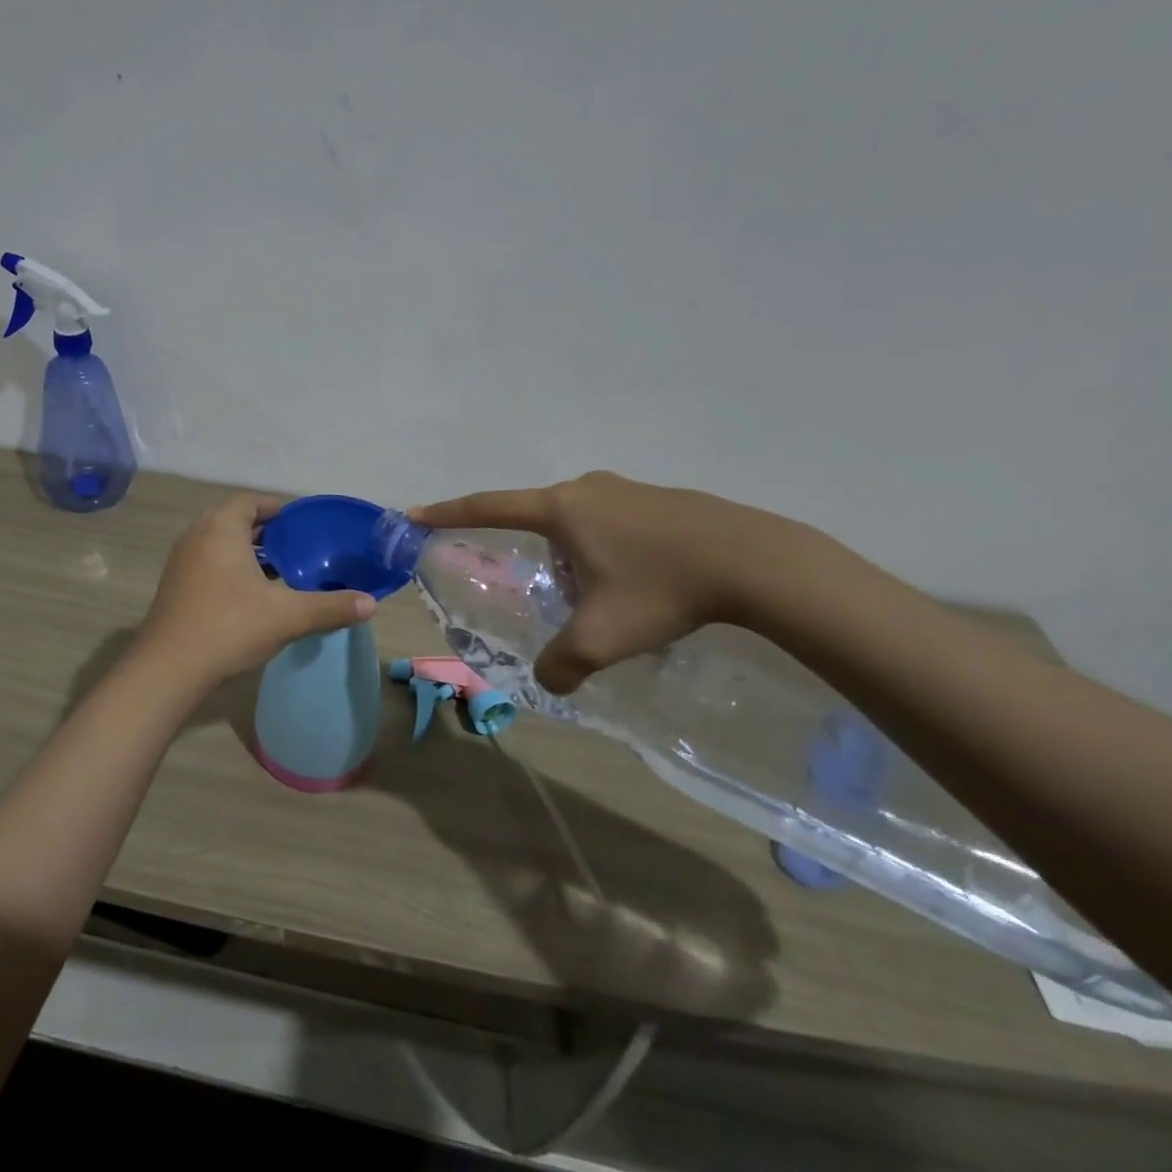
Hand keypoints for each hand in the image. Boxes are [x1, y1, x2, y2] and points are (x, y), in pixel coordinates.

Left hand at [139, 494, 377, 686]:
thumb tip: (371, 604)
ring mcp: (180, 562)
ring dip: (244, 551)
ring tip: (276, 570)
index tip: (299, 522)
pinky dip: (227, 568)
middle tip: (293, 546)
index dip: (275, 507)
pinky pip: (206, 563)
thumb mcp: (288, 616)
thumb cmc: (229, 627)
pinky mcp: (173, 587)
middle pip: (232, 520)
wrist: (169, 668)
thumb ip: (331, 607)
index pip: (249, 502)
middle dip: (262, 530)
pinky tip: (248, 595)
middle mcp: (197, 537)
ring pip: (217, 543)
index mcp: (221, 529)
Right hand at [412, 472, 809, 694]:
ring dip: (573, 552)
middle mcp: (586, 489)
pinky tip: (636, 580)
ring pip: (578, 520)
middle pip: (536, 515)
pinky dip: (607, 548)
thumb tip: (548, 682)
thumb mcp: (602, 637)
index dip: (448, 513)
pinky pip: (613, 520)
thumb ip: (562, 663)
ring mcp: (626, 489)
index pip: (488, 507)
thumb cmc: (662, 589)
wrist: (756, 562)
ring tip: (596, 593)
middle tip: (535, 583)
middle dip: (529, 548)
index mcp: (561, 508)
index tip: (416, 514)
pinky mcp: (660, 498)